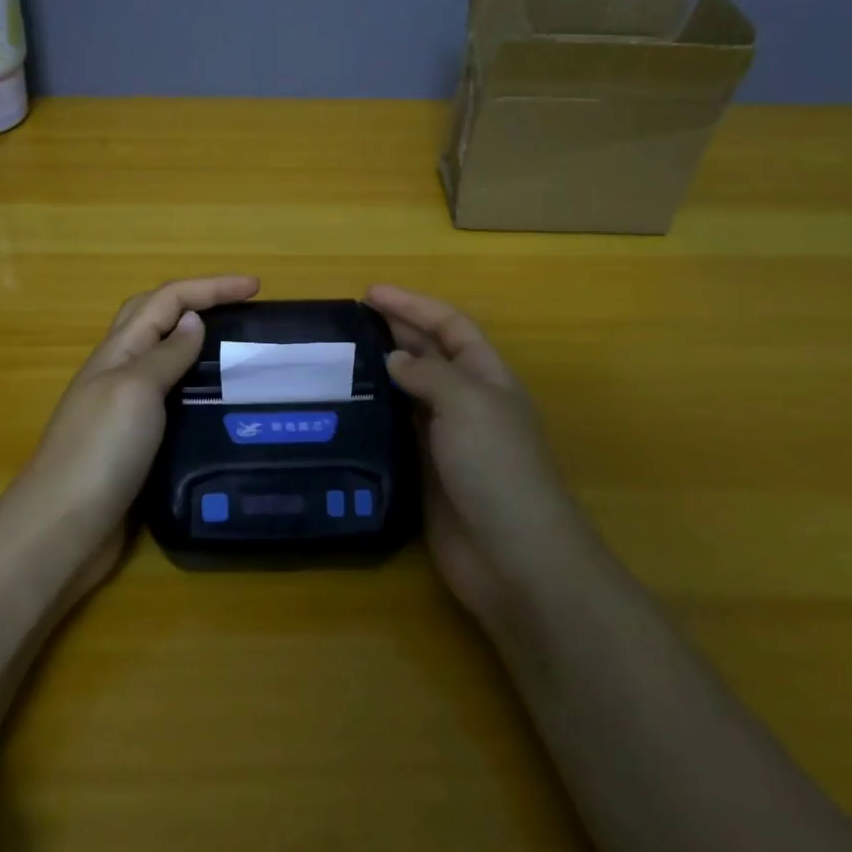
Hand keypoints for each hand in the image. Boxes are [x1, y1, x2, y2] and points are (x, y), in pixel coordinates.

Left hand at [17, 275, 259, 591]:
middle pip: (157, 318)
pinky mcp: (133, 444)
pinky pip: (168, 400)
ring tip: (238, 353)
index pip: (167, 299)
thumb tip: (194, 319)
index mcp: (119, 351)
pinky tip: (217, 406)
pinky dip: (193, 388)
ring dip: (196, 344)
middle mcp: (119, 372)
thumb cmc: (100, 451)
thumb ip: (166, 354)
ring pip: (163, 359)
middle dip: (199, 302)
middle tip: (242, 309)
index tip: (256, 287)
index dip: (211, 287)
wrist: (62, 529)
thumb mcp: (136, 390)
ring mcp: (123, 409)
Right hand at [365, 285, 581, 633]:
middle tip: (348, 320)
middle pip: (429, 355)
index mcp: (488, 378)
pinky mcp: (425, 473)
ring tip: (338, 359)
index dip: (414, 305)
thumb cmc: (497, 467)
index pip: (450, 326)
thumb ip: (429, 374)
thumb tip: (394, 359)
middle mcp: (467, 403)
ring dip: (380, 373)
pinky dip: (374, 416)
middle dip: (395, 332)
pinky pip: (396, 432)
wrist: (513, 558)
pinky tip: (345, 410)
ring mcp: (446, 440)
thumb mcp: (468, 404)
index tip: (370, 293)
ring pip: (409, 393)